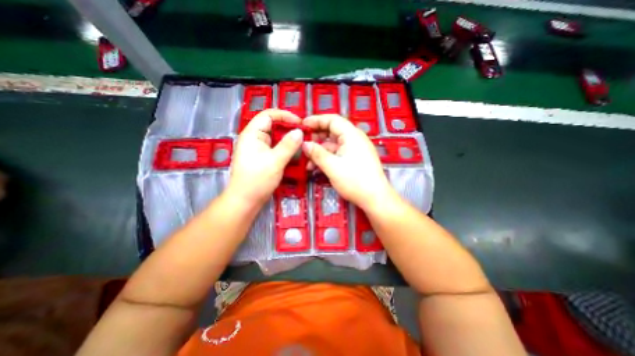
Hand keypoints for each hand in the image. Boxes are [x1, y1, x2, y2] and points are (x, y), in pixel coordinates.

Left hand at [225, 110, 305, 206]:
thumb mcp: (275, 161)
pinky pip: (276, 147)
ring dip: (288, 139)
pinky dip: (285, 148)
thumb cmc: (257, 180)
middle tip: (304, 133)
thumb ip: (288, 145)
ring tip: (302, 142)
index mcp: (252, 134)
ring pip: (276, 137)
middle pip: (273, 125)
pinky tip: (295, 152)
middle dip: (289, 128)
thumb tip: (300, 131)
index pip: (268, 115)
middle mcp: (254, 138)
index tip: (300, 122)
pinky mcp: (262, 157)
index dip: (285, 115)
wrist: (246, 200)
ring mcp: (258, 148)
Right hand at [300, 114, 395, 209]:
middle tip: (303, 145)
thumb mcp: (332, 167)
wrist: (375, 198)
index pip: (332, 119)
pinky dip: (327, 158)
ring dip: (320, 151)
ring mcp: (355, 149)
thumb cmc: (355, 181)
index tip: (302, 125)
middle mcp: (354, 139)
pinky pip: (338, 154)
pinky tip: (316, 168)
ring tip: (307, 162)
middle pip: (332, 131)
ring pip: (333, 145)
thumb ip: (317, 153)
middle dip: (316, 138)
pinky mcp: (355, 159)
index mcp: (351, 135)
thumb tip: (304, 144)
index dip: (316, 120)